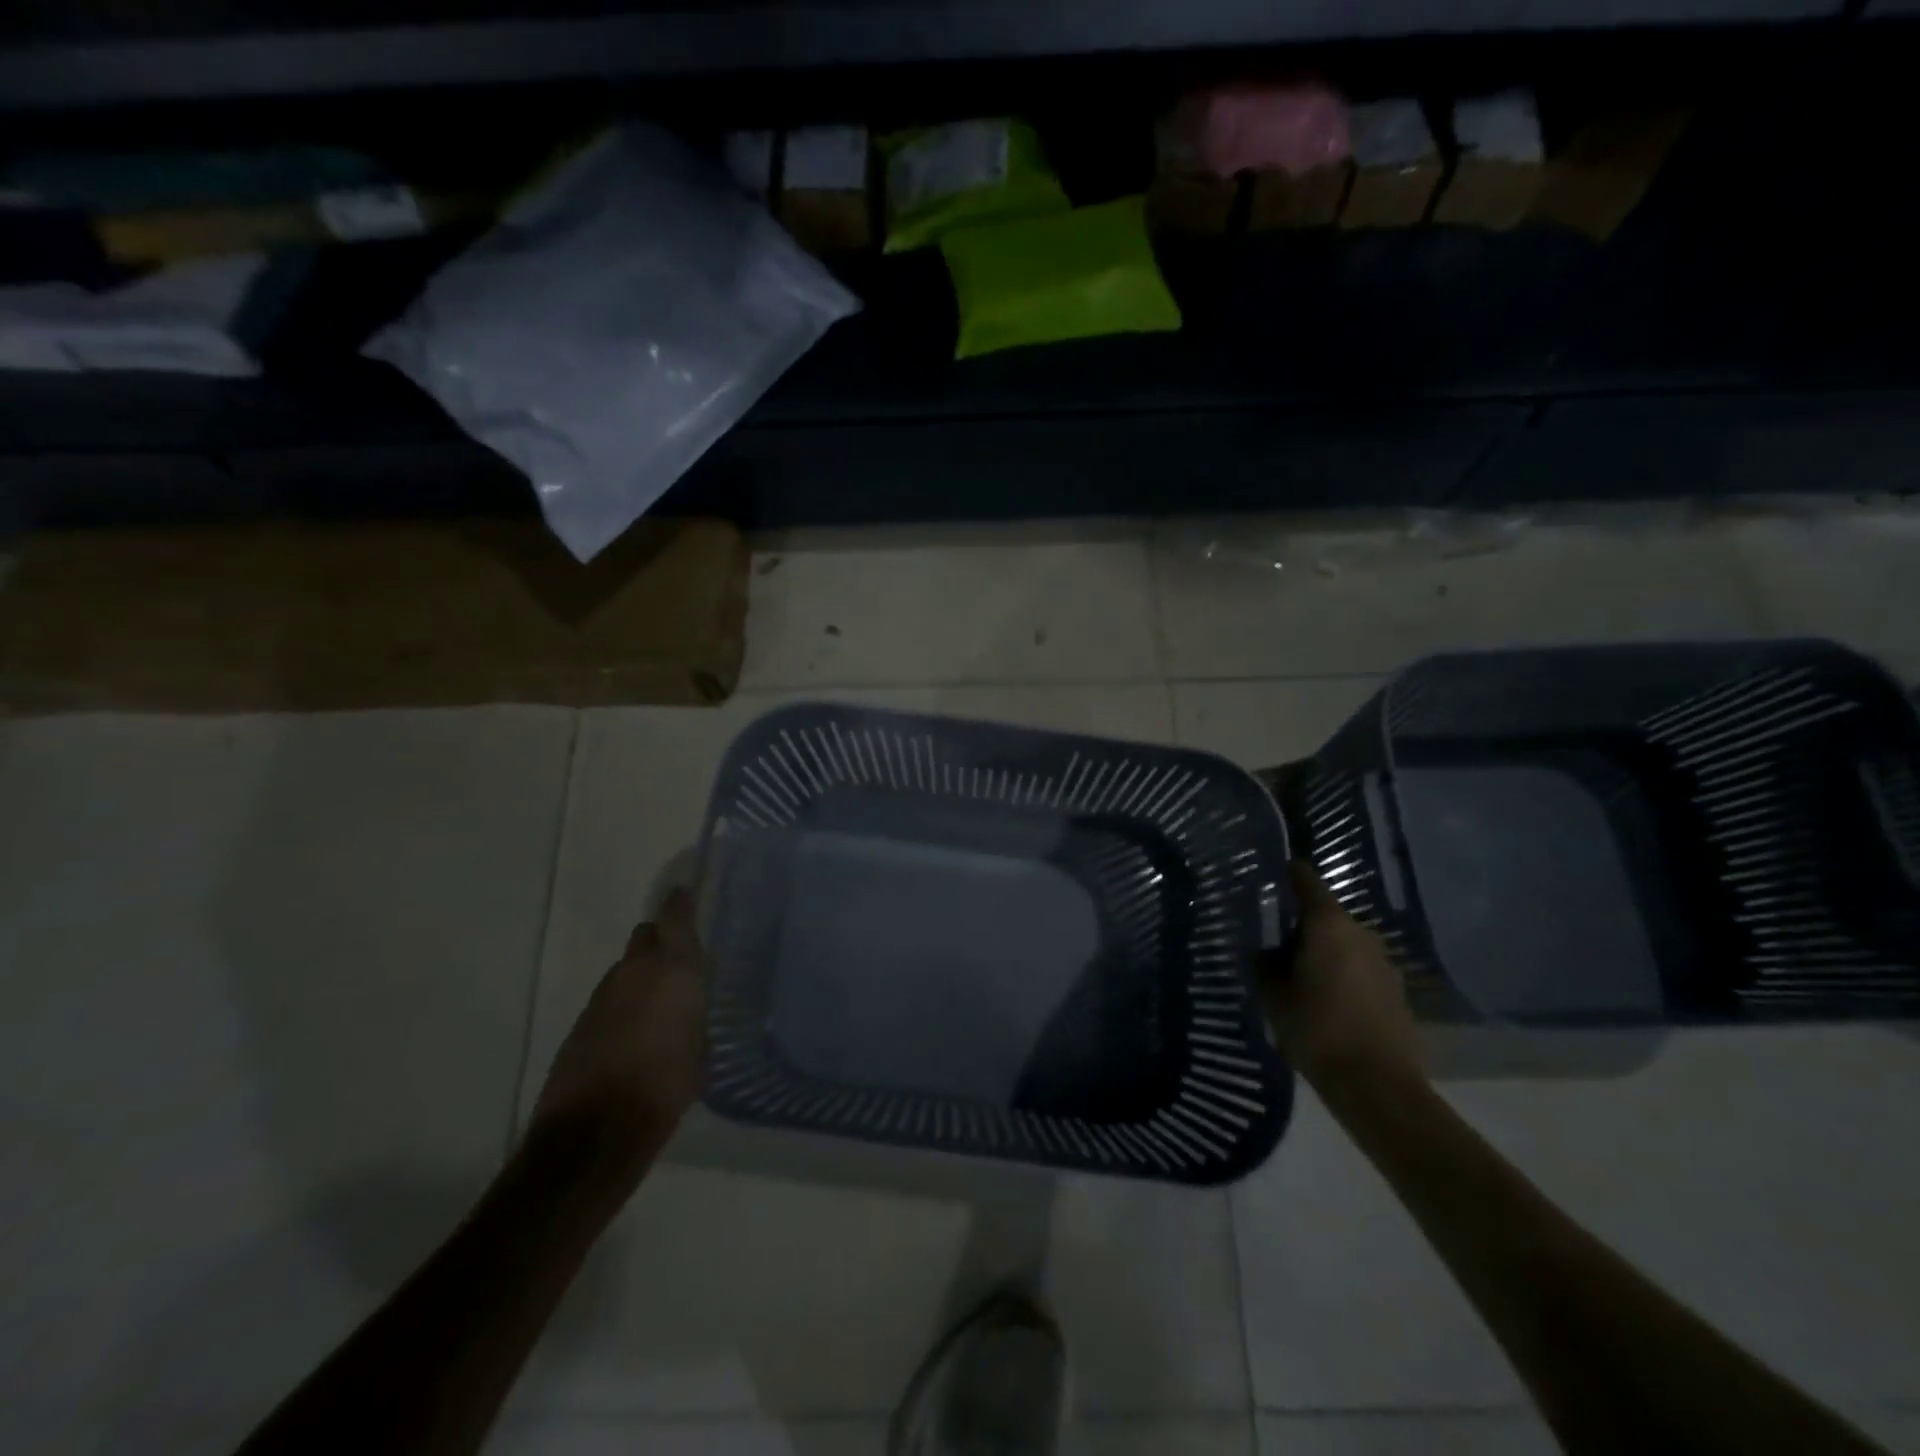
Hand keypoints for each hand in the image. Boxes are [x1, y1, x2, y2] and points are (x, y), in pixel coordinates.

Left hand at [529, 888, 707, 1192]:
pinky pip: (611, 998)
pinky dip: (624, 1005)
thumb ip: (696, 1013)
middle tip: (680, 962)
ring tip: (660, 1006)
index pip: (674, 915)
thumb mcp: (701, 1048)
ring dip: (641, 976)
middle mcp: (635, 970)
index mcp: (672, 969)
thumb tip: (692, 1005)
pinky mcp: (581, 1021)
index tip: (689, 896)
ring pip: (626, 968)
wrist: (595, 1131)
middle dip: (661, 940)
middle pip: (646, 935)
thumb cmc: (666, 1086)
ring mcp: (603, 995)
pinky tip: (635, 1033)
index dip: (682, 903)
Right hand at [1261, 862, 1423, 1095]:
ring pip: (1343, 944)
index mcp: (1328, 925)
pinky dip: (1342, 975)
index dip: (1289, 874)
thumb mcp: (1273, 996)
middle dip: (1300, 926)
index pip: (1306, 882)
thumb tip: (1265, 951)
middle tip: (1272, 943)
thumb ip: (1264, 965)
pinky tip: (1326, 1001)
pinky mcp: (1396, 991)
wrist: (1377, 1086)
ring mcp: (1384, 962)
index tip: (1273, 870)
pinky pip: (1360, 969)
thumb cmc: (1317, 1030)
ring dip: (1323, 952)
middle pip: (1325, 916)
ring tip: (1297, 976)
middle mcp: (1361, 933)